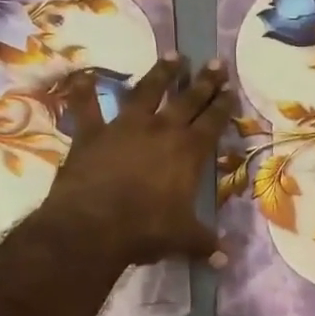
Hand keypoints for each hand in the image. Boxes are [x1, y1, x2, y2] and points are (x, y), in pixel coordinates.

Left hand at [27, 55, 236, 269]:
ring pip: (146, 92)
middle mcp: (160, 130)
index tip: (231, 89)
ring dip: (160, 73)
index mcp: (188, 152)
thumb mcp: (183, 239)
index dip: (223, 105)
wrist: (92, 227)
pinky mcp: (91, 134)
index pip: (213, 122)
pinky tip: (83, 74)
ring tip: (173, 55)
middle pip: (187, 99)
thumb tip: (227, 260)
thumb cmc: (145, 230)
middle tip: (215, 62)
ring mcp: (124, 127)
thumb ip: (205, 243)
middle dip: (204, 80)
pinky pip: (87, 107)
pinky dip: (85, 91)